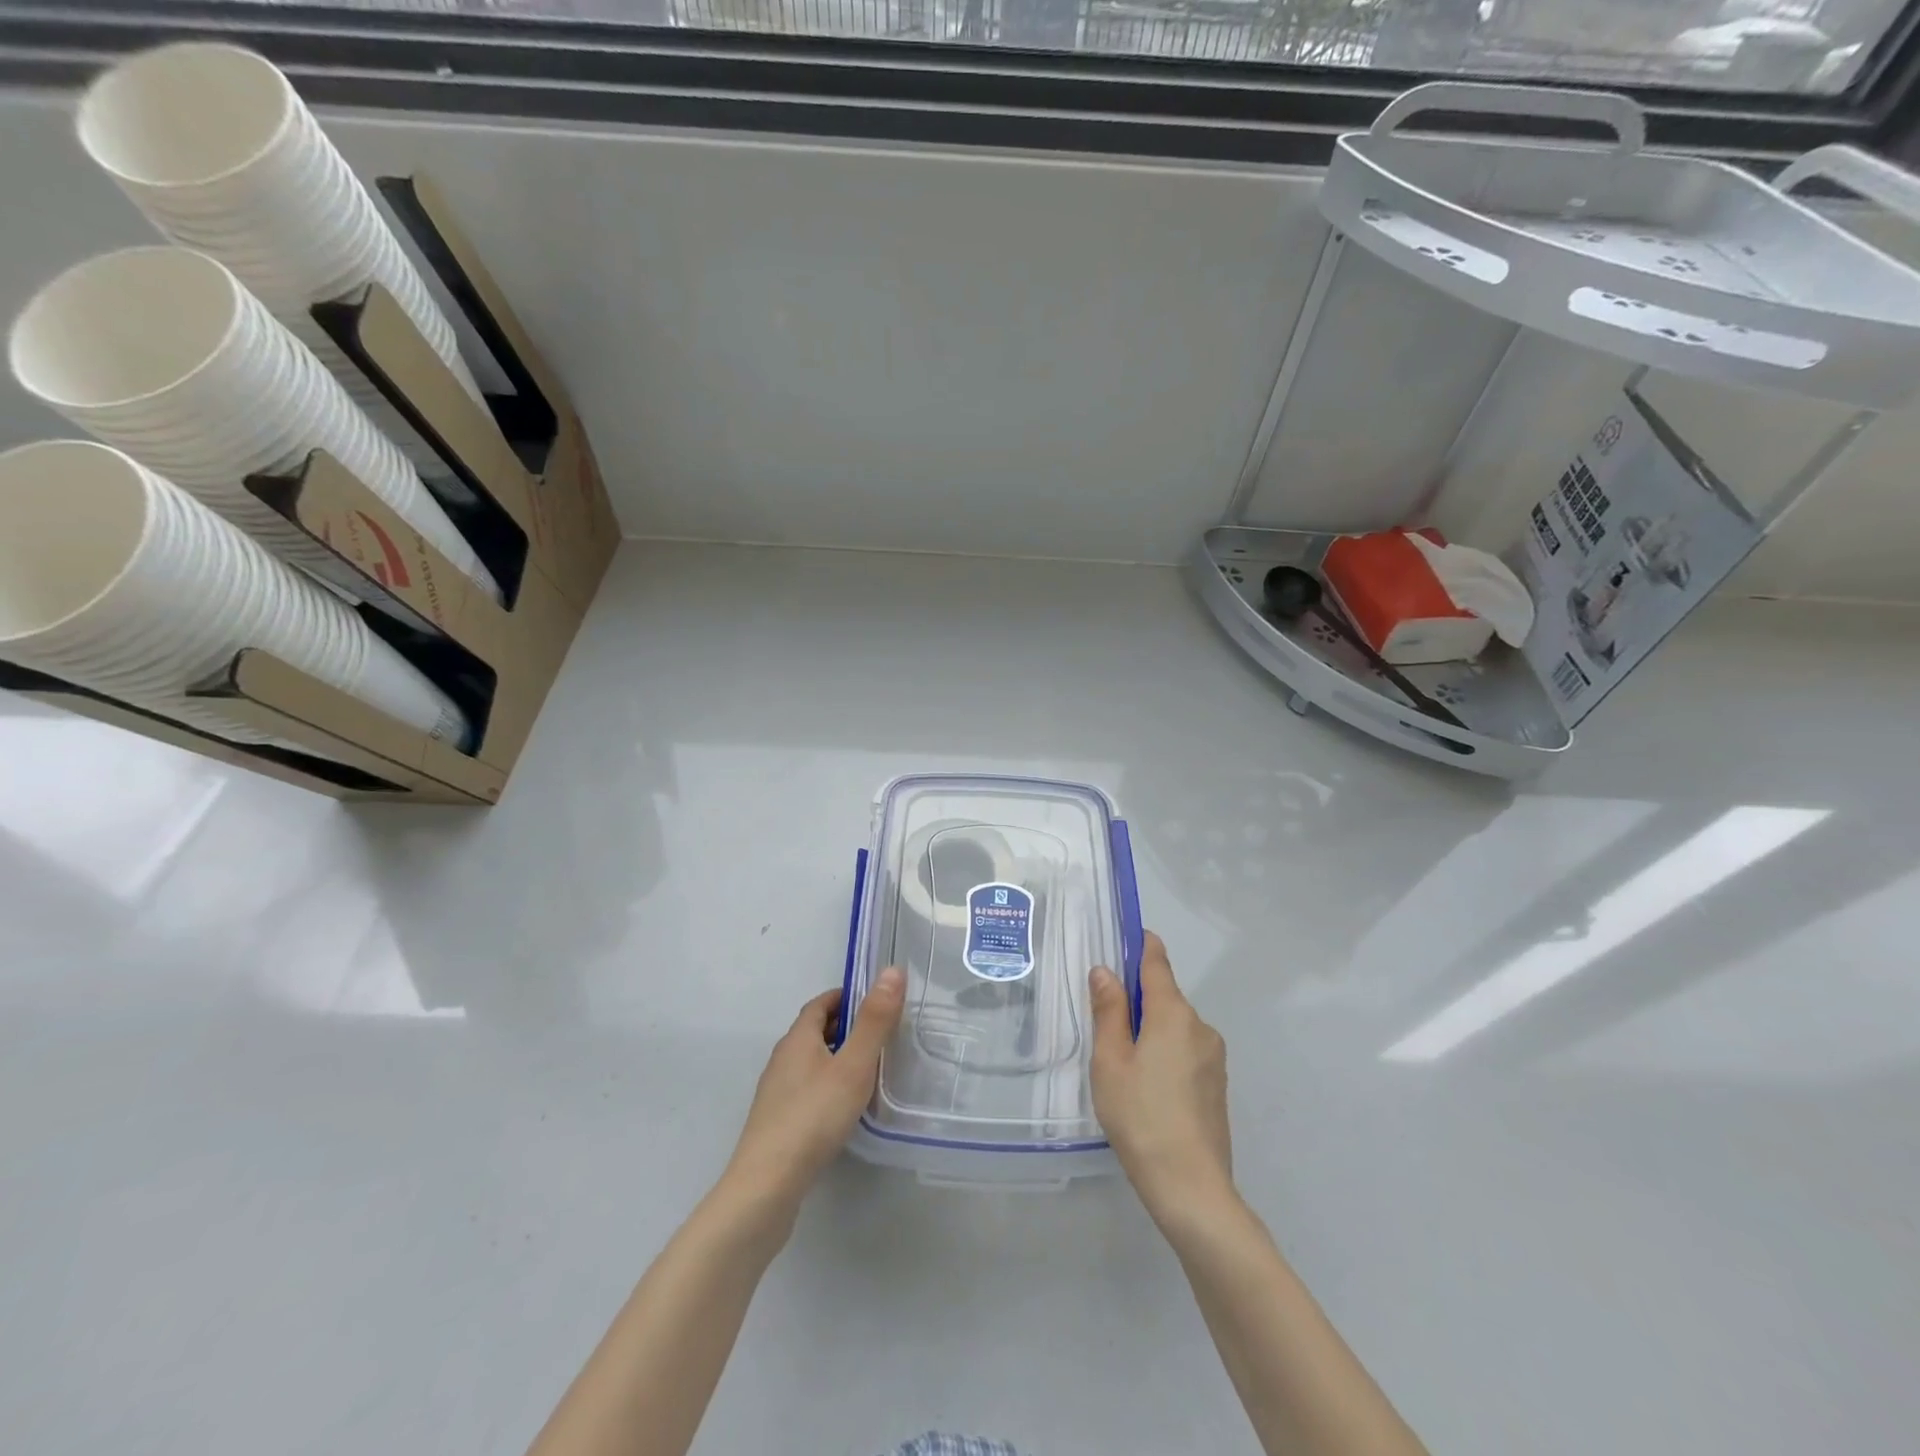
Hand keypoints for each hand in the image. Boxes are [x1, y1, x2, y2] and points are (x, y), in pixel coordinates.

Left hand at [724, 968, 905, 1213]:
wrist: (766, 1185)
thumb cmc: (813, 1116)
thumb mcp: (853, 1065)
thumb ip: (874, 1021)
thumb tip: (892, 970)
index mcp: (797, 1039)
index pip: (821, 1004)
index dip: (846, 997)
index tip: (875, 1001)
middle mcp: (782, 1059)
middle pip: (814, 1031)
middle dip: (845, 1027)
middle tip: (881, 1034)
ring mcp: (776, 1093)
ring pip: (810, 1062)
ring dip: (837, 1058)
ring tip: (869, 1070)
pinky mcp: (777, 1122)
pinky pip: (806, 1089)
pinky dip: (828, 1085)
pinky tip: (845, 1108)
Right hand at [1088, 932, 1234, 1226]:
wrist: (1191, 1188)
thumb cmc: (1141, 1116)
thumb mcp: (1110, 1061)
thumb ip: (1109, 1011)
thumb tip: (1105, 971)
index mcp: (1173, 1013)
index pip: (1157, 962)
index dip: (1140, 945)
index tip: (1124, 938)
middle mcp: (1200, 1026)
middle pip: (1165, 996)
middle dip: (1137, 999)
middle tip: (1105, 1023)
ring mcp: (1214, 1057)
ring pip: (1176, 1027)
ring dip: (1151, 1030)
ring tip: (1123, 1065)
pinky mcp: (1218, 1084)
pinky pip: (1186, 1051)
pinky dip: (1166, 1053)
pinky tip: (1147, 1088)